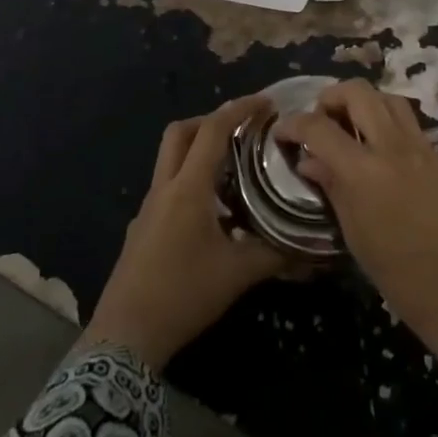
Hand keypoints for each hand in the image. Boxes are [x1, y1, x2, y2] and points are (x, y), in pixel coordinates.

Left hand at [82, 96, 286, 369]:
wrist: (126, 335)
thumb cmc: (183, 294)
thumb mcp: (238, 274)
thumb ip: (276, 255)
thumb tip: (311, 248)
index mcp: (188, 189)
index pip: (212, 131)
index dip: (239, 109)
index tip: (266, 102)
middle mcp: (164, 188)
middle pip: (179, 133)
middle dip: (210, 120)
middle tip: (242, 128)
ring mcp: (148, 208)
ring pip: (170, 159)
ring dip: (198, 150)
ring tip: (234, 167)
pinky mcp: (142, 228)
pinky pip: (167, 187)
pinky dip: (190, 180)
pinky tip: (213, 210)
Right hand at [274, 81, 437, 368]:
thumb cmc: (397, 273)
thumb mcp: (353, 232)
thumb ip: (332, 187)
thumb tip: (310, 161)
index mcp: (363, 170)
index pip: (319, 127)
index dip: (294, 124)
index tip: (283, 133)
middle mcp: (392, 147)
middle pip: (358, 92)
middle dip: (331, 97)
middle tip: (321, 119)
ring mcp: (422, 148)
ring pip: (389, 98)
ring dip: (365, 103)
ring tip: (352, 125)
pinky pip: (411, 123)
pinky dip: (389, 122)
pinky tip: (382, 148)